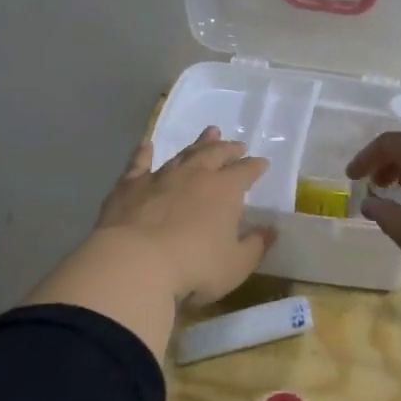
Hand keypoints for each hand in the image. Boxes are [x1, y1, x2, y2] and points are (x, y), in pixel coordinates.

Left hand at [93, 127, 273, 306]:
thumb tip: (270, 230)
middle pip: (215, 154)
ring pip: (183, 154)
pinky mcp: (129, 186)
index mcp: (225, 190)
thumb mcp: (236, 265)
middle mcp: (195, 175)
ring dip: (198, 144)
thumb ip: (255, 246)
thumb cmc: (194, 267)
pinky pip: (139, 163)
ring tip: (209, 133)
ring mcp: (160, 177)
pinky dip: (143, 153)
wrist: (134, 264)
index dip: (255, 167)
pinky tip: (145, 144)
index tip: (262, 164)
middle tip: (236, 145)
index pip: (246, 171)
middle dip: (229, 149)